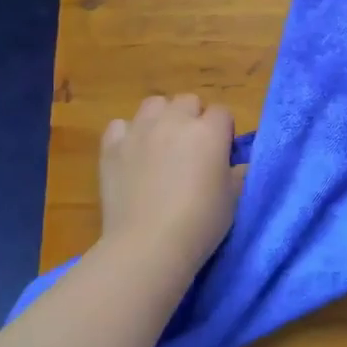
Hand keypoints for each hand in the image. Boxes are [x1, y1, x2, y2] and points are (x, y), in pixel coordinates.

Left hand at [98, 94, 242, 284]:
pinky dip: (128, 135)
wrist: (148, 245)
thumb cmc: (200, 224)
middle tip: (191, 149)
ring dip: (161, 118)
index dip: (223, 131)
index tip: (221, 154)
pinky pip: (120, 125)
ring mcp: (140, 130)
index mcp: (209, 132)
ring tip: (160, 145)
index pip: (222, 112)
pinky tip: (132, 154)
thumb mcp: (232, 198)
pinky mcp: (112, 146)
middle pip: (188, 101)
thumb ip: (234, 172)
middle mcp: (175, 121)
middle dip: (193, 118)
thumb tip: (231, 164)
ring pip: (154, 104)